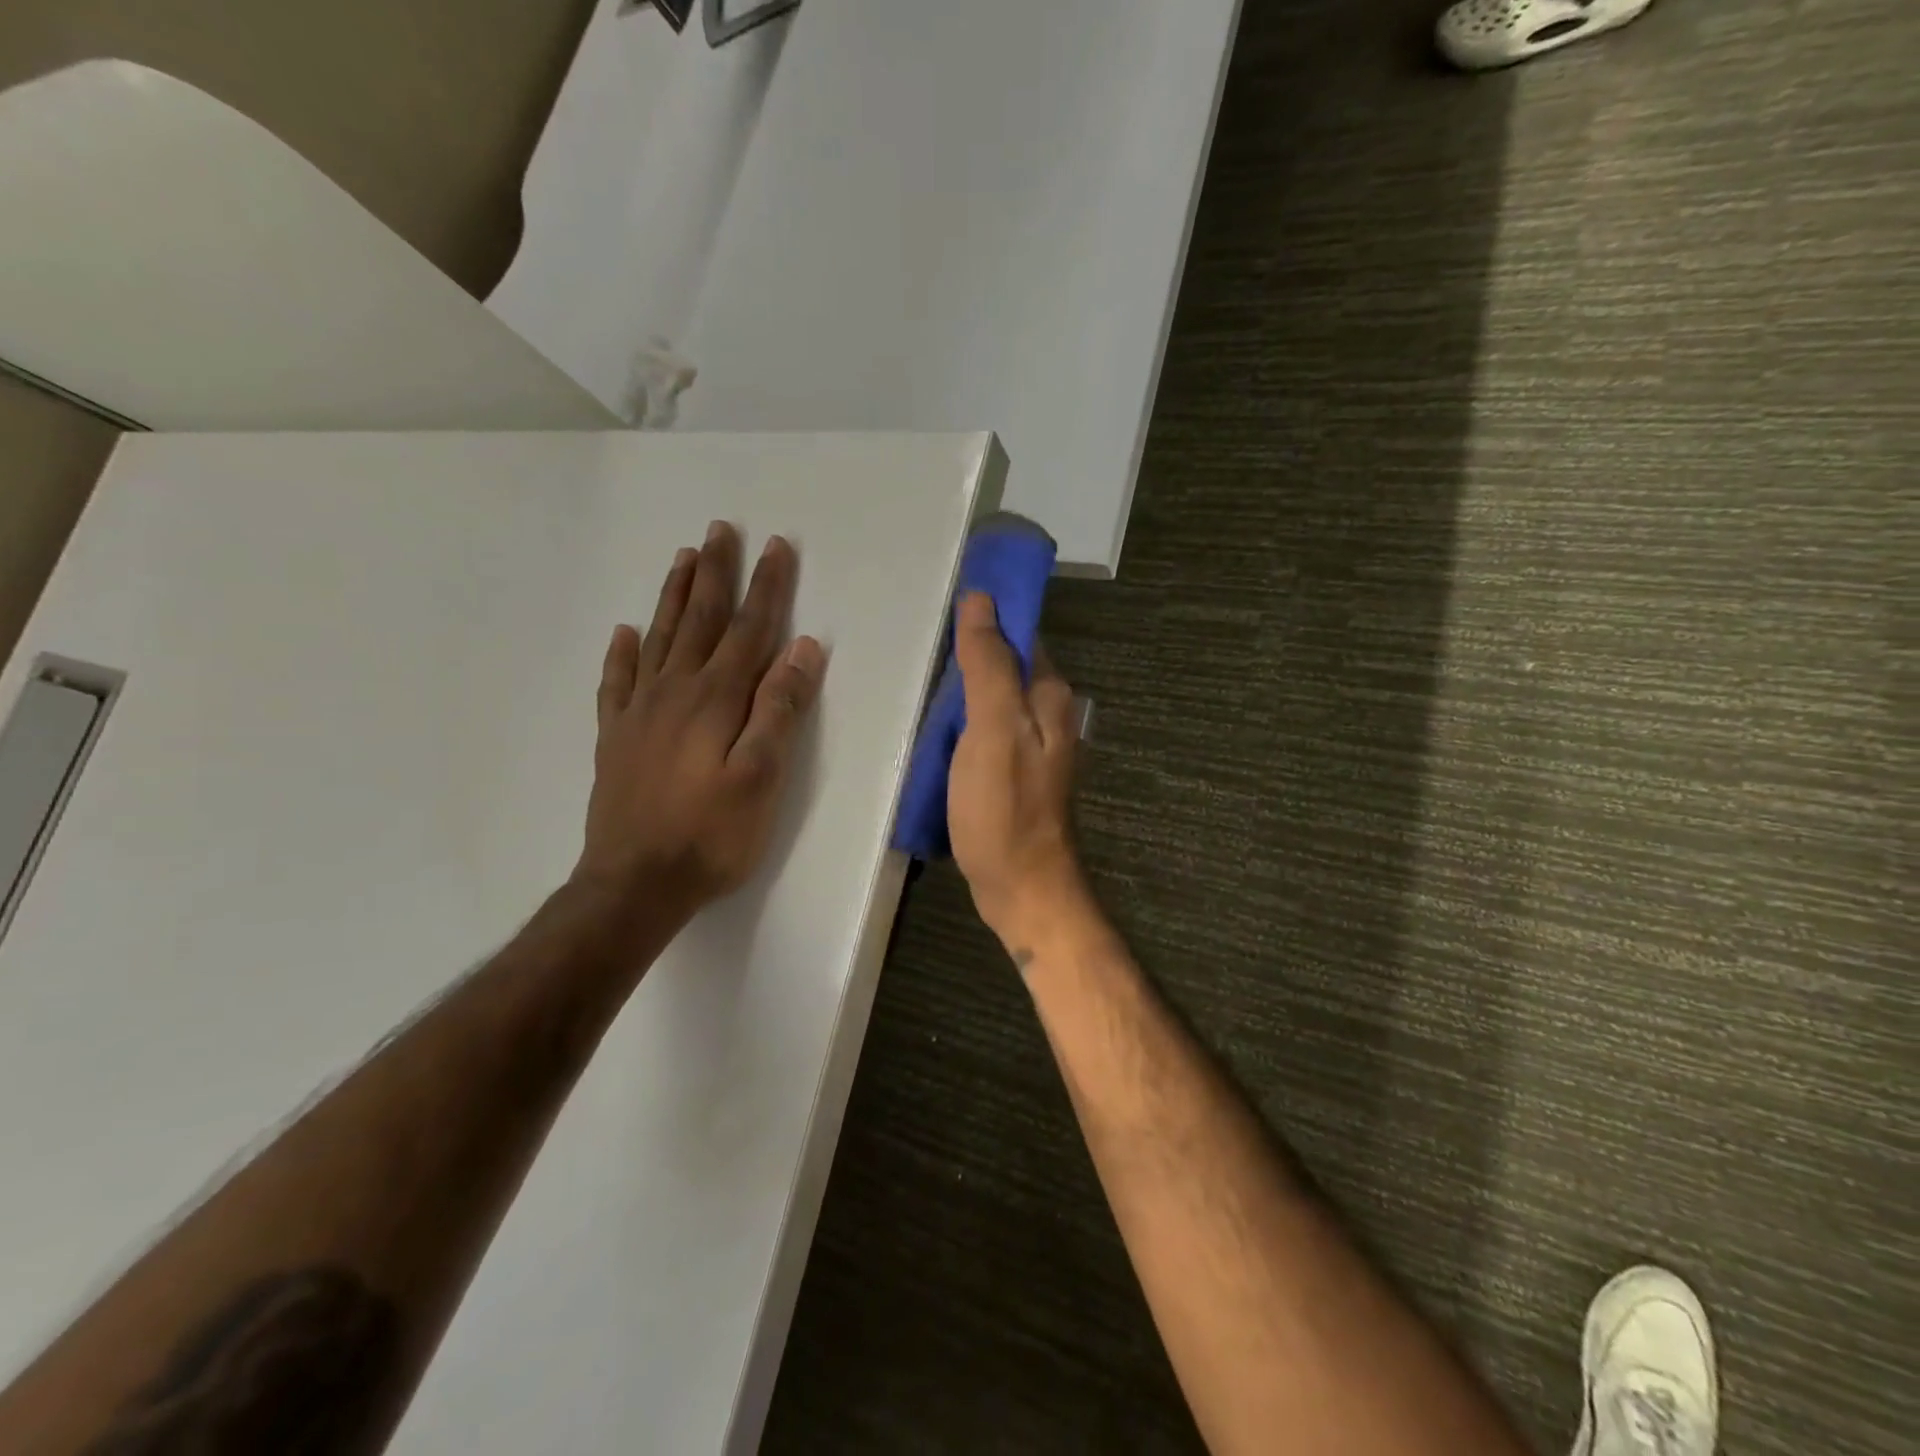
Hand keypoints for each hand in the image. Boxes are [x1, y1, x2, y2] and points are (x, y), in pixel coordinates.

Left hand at [576, 521, 826, 921]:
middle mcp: (675, 692)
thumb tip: (802, 648)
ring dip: (672, 596)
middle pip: (699, 621)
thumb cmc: (711, 836)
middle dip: (715, 574)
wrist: (634, 884)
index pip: (749, 630)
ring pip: (658, 639)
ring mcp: (639, 713)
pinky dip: (621, 653)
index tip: (777, 548)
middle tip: (721, 530)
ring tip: (682, 558)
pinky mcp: (615, 737)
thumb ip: (780, 710)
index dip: (767, 588)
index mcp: (716, 700)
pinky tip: (623, 633)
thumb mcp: (762, 778)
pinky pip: (616, 682)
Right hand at [948, 592, 1088, 949]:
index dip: (986, 616)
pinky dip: (959, 725)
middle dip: (967, 654)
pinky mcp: (1011, 773)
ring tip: (918, 685)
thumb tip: (981, 601)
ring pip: (991, 700)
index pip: (1020, 634)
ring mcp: (1030, 747)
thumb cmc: (1005, 808)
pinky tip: (932, 730)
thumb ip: (988, 665)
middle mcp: (1047, 715)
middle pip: (1004, 666)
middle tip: (919, 651)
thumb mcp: (993, 729)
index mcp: (1049, 696)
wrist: (1021, 887)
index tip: (942, 607)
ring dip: (960, 691)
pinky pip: (983, 732)